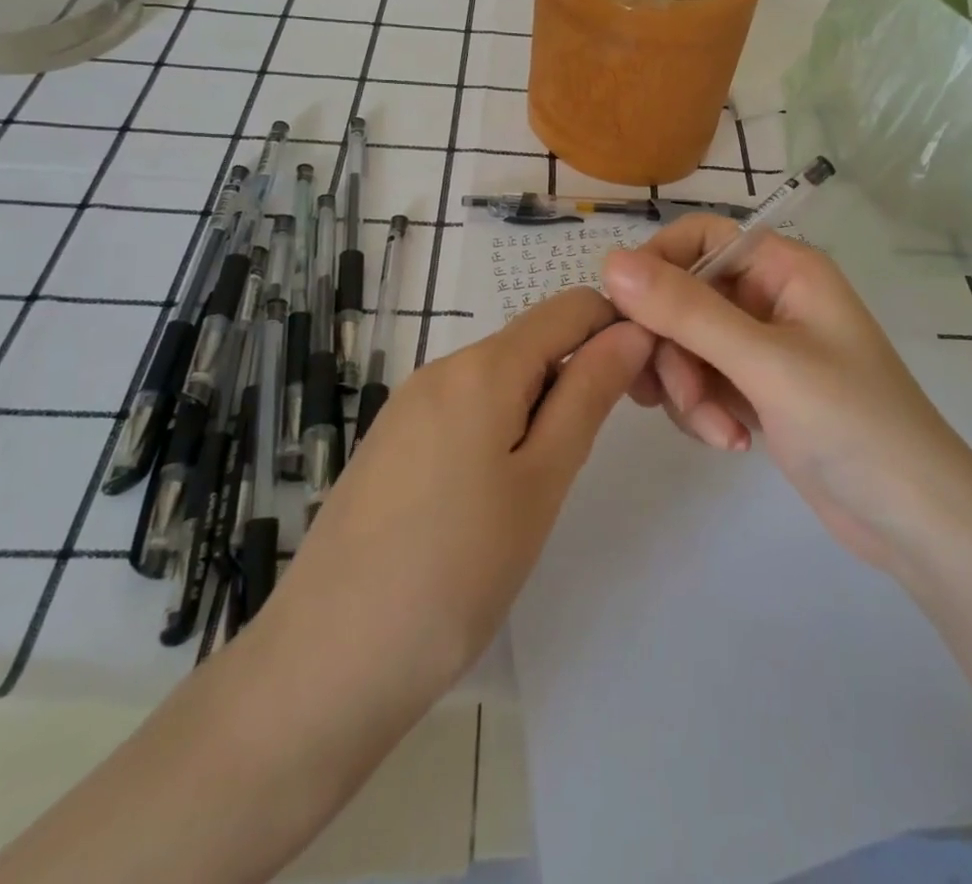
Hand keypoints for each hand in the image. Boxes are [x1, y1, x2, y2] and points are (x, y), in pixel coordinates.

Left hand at [262, 287, 652, 694]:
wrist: (324, 665)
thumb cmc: (455, 574)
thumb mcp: (542, 481)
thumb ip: (589, 395)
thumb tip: (633, 331)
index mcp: (482, 366)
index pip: (571, 307)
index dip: (617, 329)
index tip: (647, 385)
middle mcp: (441, 367)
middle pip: (533, 341)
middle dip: (579, 375)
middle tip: (592, 453)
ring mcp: (409, 404)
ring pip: (500, 377)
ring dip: (540, 407)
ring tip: (541, 487)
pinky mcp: (391, 441)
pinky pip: (465, 407)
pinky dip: (500, 428)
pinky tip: (492, 497)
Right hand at [603, 218, 971, 571]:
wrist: (914, 521)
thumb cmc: (853, 424)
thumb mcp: (765, 363)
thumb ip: (686, 311)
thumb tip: (610, 262)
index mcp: (784, 268)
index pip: (699, 238)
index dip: (658, 267)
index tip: (630, 316)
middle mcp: (769, 297)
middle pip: (683, 296)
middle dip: (674, 350)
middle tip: (680, 396)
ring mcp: (761, 346)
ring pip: (686, 344)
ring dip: (687, 388)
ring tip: (718, 431)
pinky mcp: (756, 389)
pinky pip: (701, 380)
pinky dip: (703, 410)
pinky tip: (731, 442)